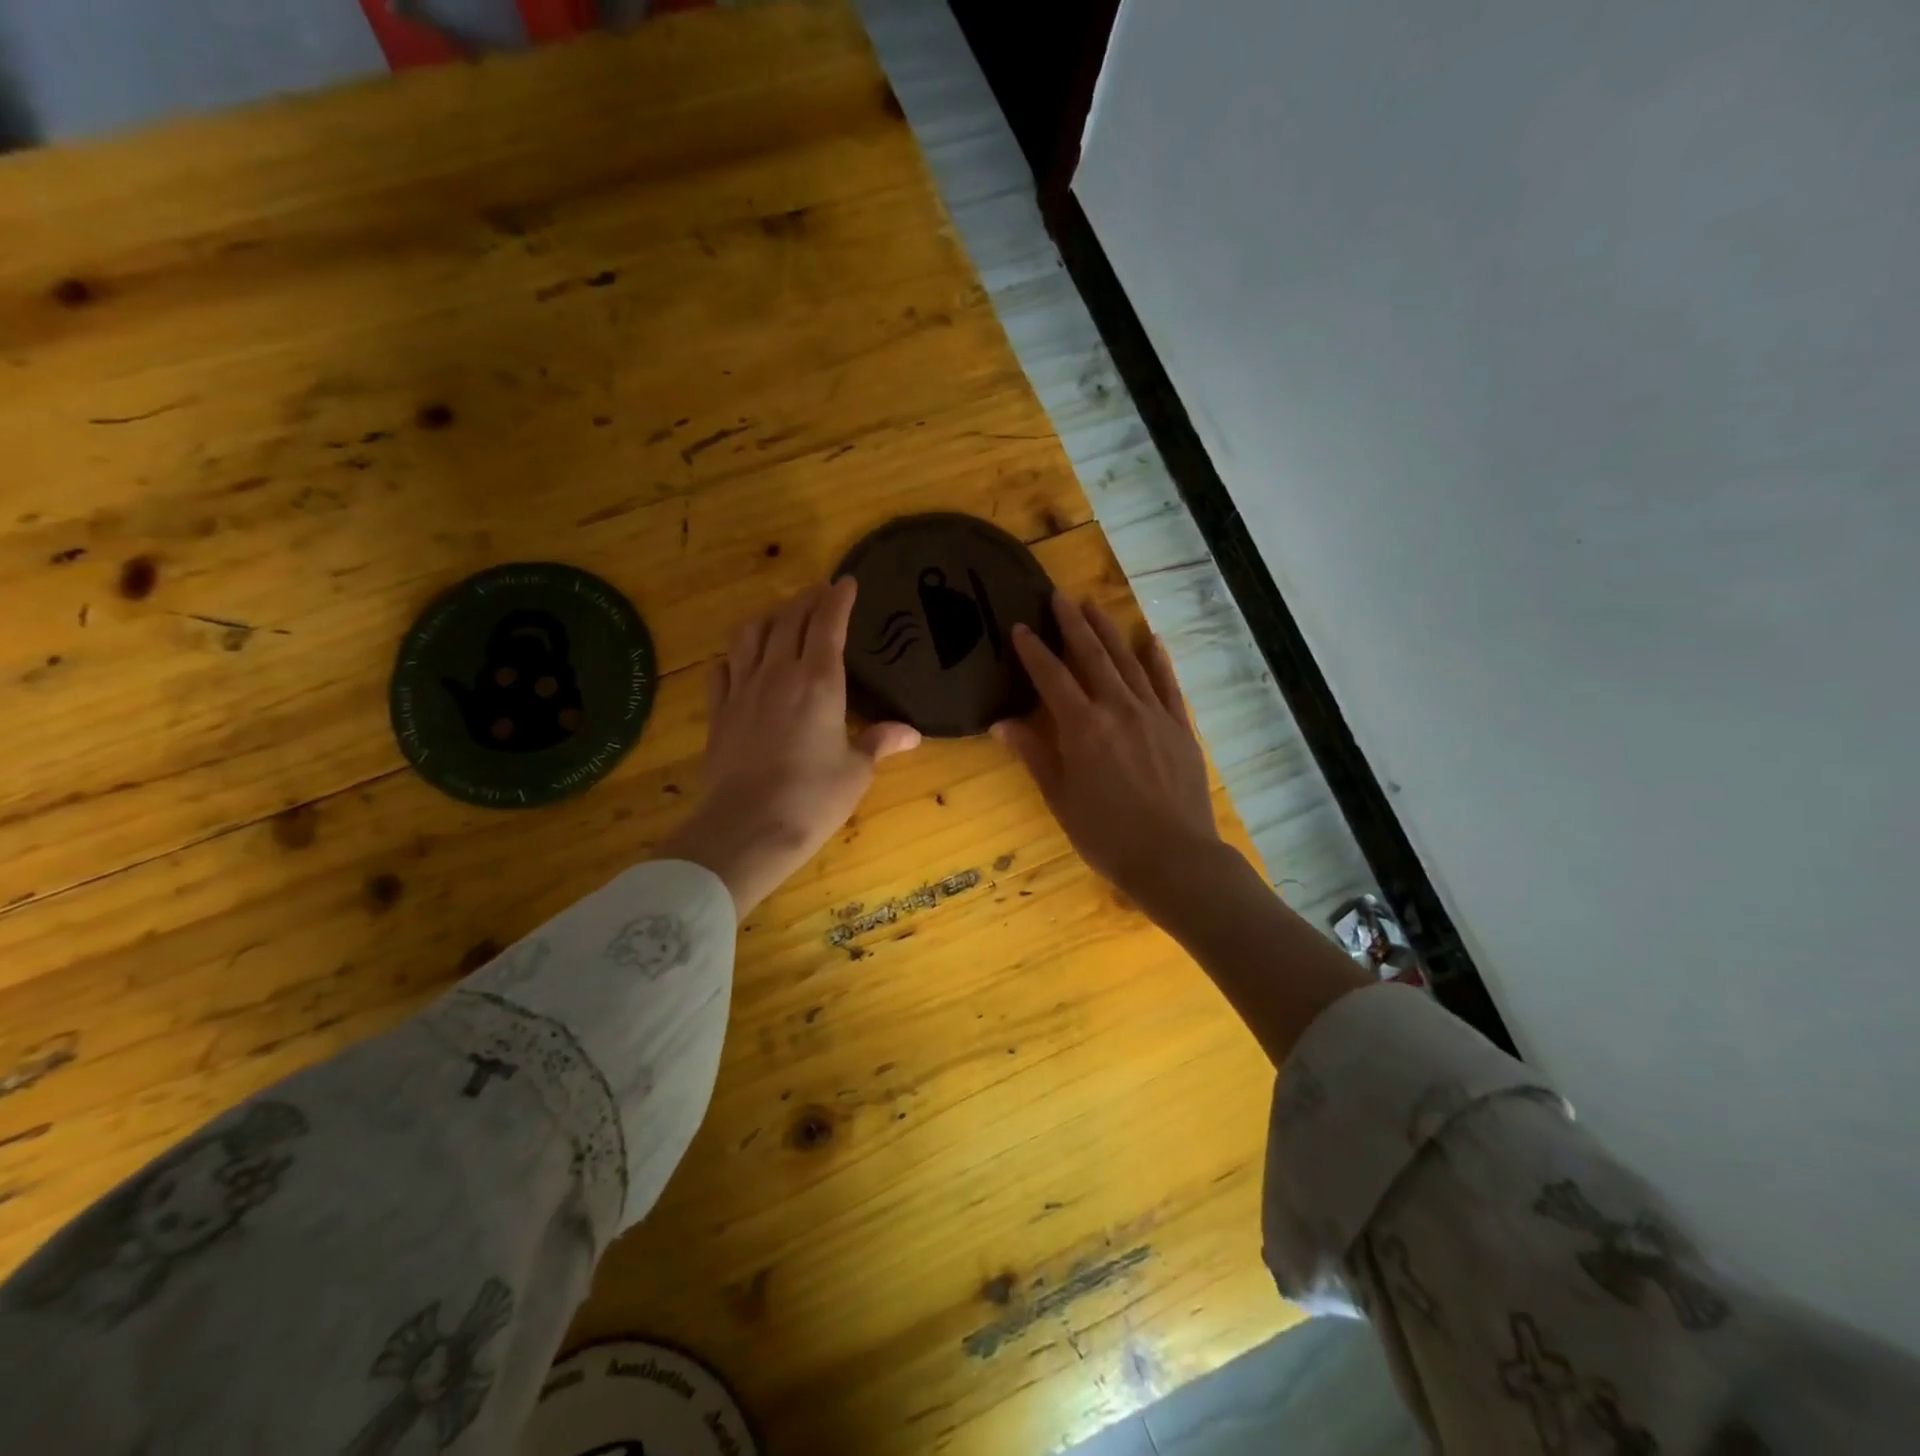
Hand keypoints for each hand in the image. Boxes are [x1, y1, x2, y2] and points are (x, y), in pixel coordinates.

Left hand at [663, 578, 919, 916]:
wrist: (745, 829)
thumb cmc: (811, 800)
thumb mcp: (855, 772)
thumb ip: (879, 743)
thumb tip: (911, 734)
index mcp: (819, 682)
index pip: (827, 624)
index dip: (837, 599)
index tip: (846, 582)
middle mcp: (778, 674)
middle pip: (788, 619)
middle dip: (806, 599)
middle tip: (820, 592)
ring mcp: (742, 690)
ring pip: (750, 634)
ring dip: (768, 617)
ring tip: (781, 616)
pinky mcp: (718, 712)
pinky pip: (722, 668)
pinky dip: (735, 654)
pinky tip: (742, 659)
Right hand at [994, 594, 1222, 913]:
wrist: (1174, 857)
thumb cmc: (1106, 835)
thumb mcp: (1060, 798)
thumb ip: (1033, 754)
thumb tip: (1001, 723)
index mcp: (1082, 727)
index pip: (1052, 677)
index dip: (1034, 651)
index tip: (1020, 627)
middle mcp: (1118, 709)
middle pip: (1092, 657)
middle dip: (1073, 625)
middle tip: (1059, 597)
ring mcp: (1154, 714)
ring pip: (1128, 662)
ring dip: (1109, 632)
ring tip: (1094, 606)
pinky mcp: (1180, 726)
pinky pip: (1167, 684)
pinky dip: (1157, 659)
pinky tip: (1150, 639)